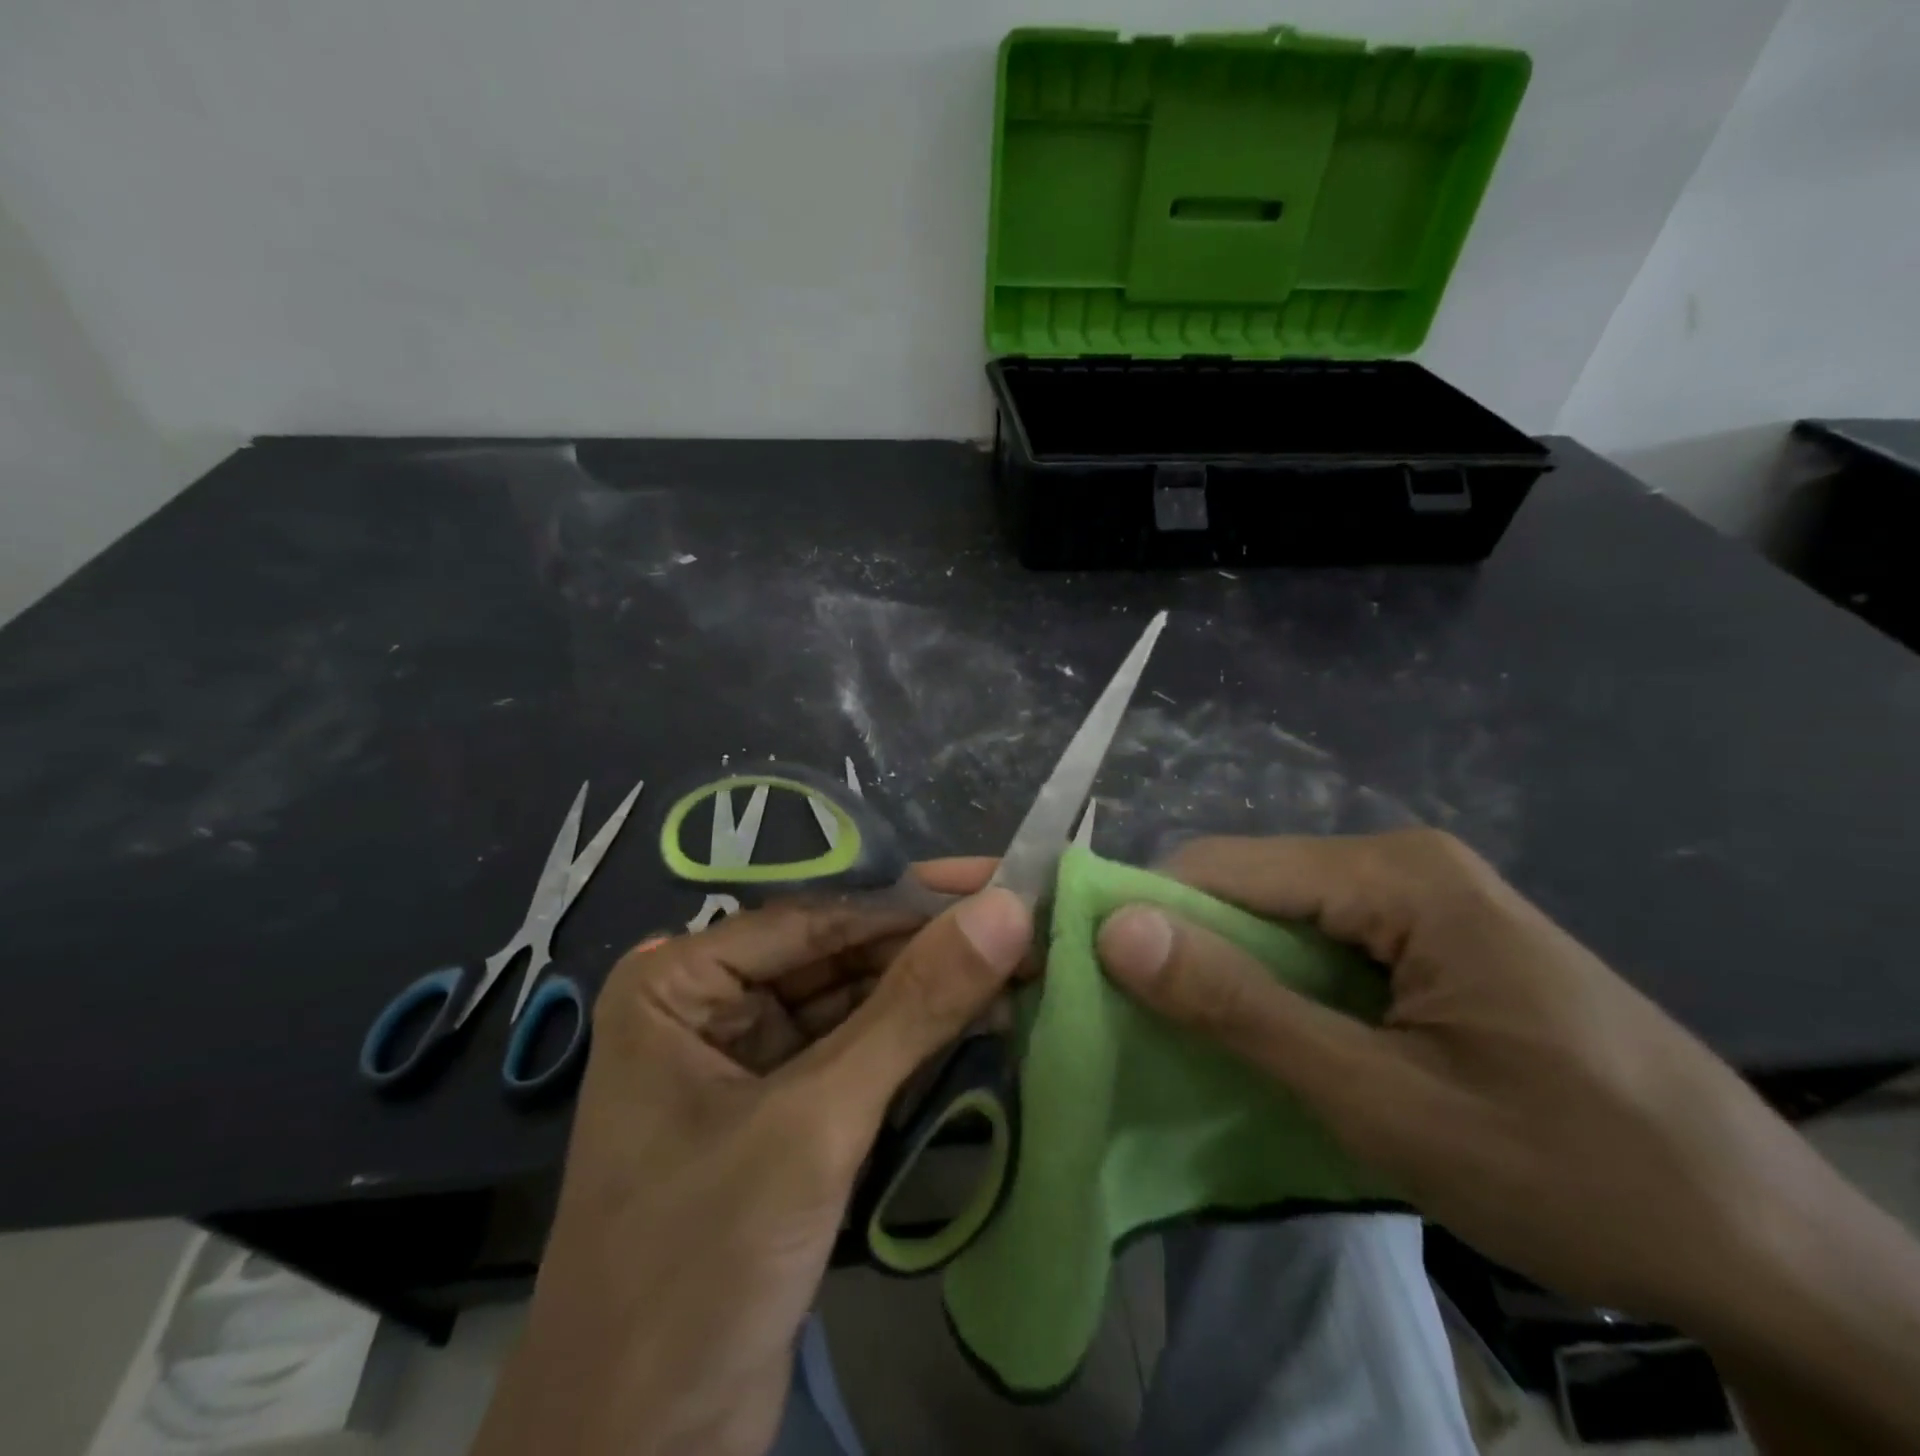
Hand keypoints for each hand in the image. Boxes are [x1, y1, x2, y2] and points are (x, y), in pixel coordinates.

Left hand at [474, 865, 1031, 1455]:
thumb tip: (1006, 910)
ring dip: (931, 999)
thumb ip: (913, 1009)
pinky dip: (915, 1049)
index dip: (915, 904)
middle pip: (838, 960)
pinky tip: (983, 1026)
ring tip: (1024, 972)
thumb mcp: (815, 1123)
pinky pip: (856, 1059)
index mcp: (679, 982)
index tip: (1004, 888)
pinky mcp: (779, 1119)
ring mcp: (744, 1065)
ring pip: (854, 1009)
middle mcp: (707, 1007)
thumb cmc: (700, 1266)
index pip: (818, 920)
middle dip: (929, 953)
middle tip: (1028, 931)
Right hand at [1096, 831, 1919, 1449]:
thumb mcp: (1381, 1100)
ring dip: (1235, 980)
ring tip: (1202, 1047)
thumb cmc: (1571, 1170)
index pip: (1223, 867)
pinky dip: (1281, 992)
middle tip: (1148, 1033)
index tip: (1096, 983)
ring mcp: (1422, 900)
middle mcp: (1402, 863)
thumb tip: (1116, 929)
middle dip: (1193, 954)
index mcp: (1395, 875)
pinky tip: (1276, 1043)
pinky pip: (1322, 947)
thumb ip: (1240, 1008)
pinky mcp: (1432, 941)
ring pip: (1279, 920)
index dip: (1151, 918)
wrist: (1766, 1251)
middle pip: (1250, 888)